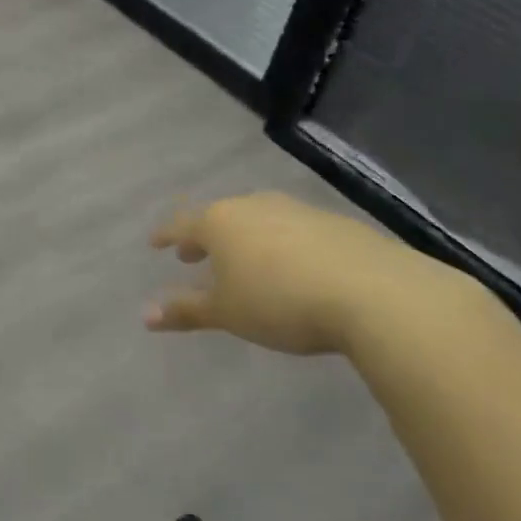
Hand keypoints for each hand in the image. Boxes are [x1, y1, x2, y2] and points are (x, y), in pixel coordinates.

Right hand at [148, 192, 461, 354]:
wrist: (375, 293)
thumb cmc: (281, 302)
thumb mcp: (227, 313)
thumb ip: (186, 310)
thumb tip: (145, 314)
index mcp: (220, 222)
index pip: (182, 225)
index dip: (166, 236)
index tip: (155, 244)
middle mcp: (254, 206)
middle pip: (220, 217)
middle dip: (204, 237)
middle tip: (194, 254)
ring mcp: (296, 210)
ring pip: (258, 219)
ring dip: (244, 238)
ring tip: (244, 261)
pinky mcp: (334, 223)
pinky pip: (292, 229)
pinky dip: (280, 243)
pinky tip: (291, 266)